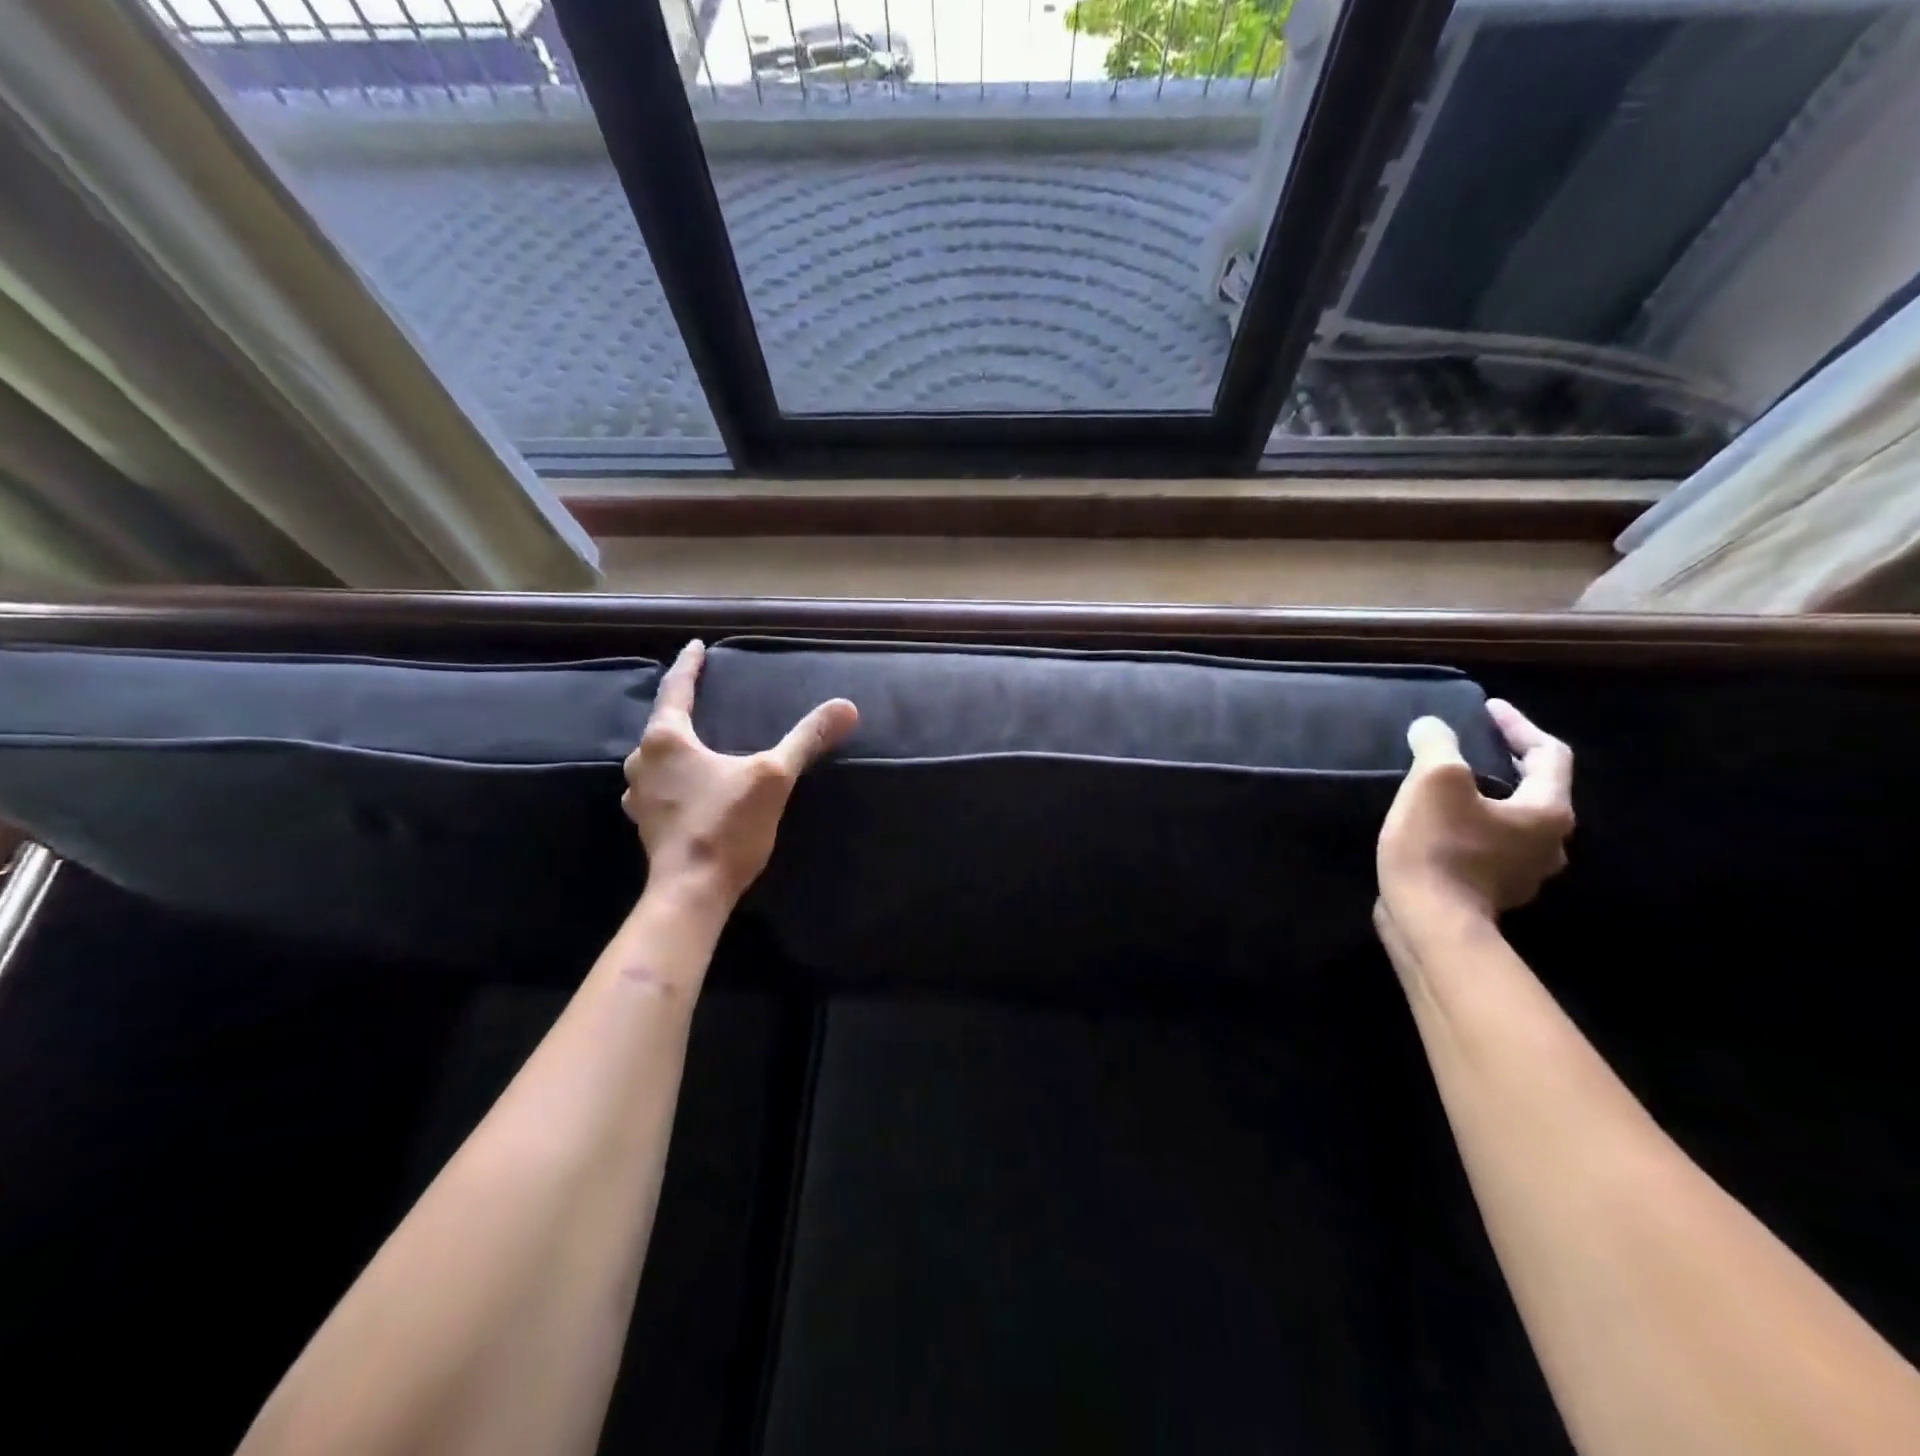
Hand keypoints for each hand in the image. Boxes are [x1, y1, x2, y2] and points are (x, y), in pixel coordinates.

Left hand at [622, 640, 857, 907]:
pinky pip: (658, 786)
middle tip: (699, 696)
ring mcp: (639, 797)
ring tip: (695, 741)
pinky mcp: (646, 824)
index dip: (689, 666)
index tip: (695, 646)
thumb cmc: (726, 825)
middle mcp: (643, 763)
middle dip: (679, 709)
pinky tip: (688, 786)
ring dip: (673, 747)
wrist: (692, 891)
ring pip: (655, 759)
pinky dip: (673, 777)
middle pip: (661, 724)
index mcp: (666, 740)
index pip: (676, 690)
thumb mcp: (774, 776)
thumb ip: (807, 739)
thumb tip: (846, 707)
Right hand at [1377, 699, 1573, 925]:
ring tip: (1451, 783)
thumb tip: (1433, 728)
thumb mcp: (1434, 781)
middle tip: (1472, 744)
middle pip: (1535, 789)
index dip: (1517, 725)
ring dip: (1487, 797)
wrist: (1429, 922)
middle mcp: (1549, 844)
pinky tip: (1438, 823)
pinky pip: (1488, 846)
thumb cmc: (1439, 846)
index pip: (1548, 753)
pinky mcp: (1490, 891)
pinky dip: (1470, 825)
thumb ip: (1438, 744)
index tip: (1487, 708)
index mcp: (1548, 811)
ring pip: (1511, 820)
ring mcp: (1522, 873)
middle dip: (1505, 762)